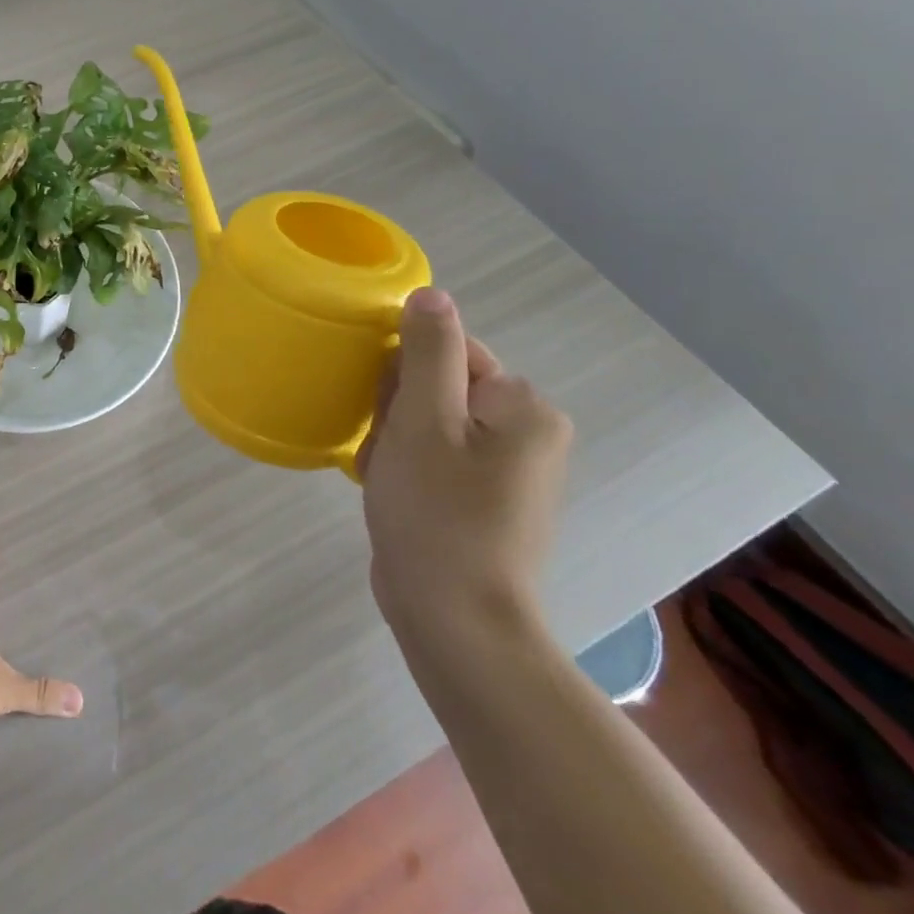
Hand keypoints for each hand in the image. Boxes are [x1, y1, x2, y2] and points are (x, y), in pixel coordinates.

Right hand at [356, 288, 572, 646]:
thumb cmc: (436, 511)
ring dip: (393, 441)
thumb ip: (429, 351)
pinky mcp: (484, 499)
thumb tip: (431, 294)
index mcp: (524, 407)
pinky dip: (404, 467)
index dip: (402, 377)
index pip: (448, 352)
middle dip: (397, 413)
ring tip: (385, 479)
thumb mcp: (424, 421)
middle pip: (436, 387)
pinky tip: (392, 494)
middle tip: (388, 454)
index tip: (390, 418)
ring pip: (426, 422)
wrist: (454, 619)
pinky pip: (433, 457)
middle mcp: (528, 432)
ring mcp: (508, 470)